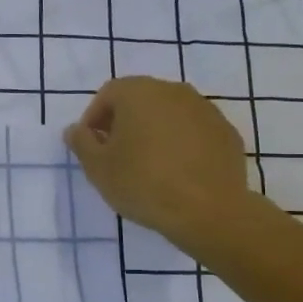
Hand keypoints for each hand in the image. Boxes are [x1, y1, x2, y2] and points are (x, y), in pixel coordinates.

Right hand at [64, 77, 257, 248]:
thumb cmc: (143, 184)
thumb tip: (75, 130)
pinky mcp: (226, 132)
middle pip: (140, 99)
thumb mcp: (98, 168)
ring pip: (169, 114)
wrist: (209, 210)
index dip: (94, 119)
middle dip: (125, 122)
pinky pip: (194, 131)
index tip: (91, 146)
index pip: (108, 94)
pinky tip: (178, 172)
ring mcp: (205, 110)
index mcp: (139, 92)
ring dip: (155, 132)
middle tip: (117, 155)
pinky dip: (182, 144)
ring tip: (148, 165)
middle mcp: (173, 91)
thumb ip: (82, 143)